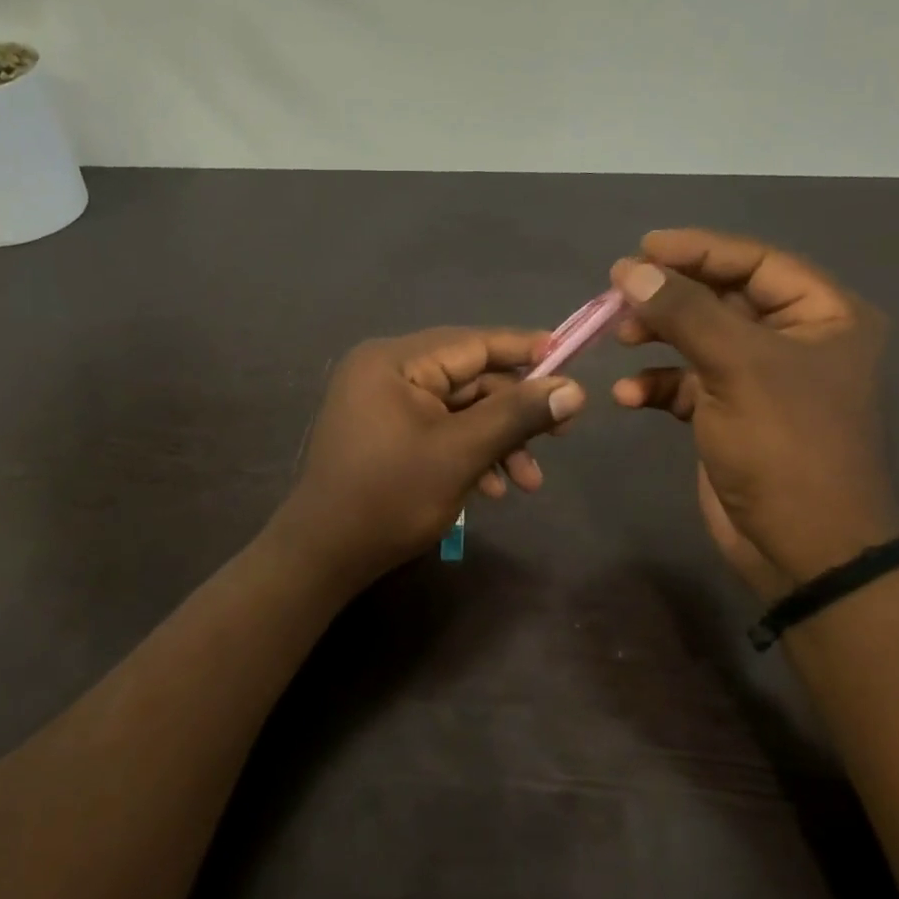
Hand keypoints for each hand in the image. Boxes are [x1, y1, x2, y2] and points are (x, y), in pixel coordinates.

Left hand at [276, 328, 586, 586]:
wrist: (323, 555)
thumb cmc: (390, 497)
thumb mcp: (460, 453)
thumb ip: (517, 415)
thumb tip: (575, 390)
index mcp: (395, 361)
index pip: (473, 343)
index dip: (526, 350)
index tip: (571, 359)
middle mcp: (385, 371)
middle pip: (469, 379)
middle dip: (514, 415)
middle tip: (561, 438)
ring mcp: (382, 403)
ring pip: (458, 410)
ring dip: (496, 442)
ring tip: (527, 483)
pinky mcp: (384, 433)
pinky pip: (438, 430)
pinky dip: (468, 453)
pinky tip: (492, 488)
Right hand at [609, 229, 898, 595]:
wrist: (802, 547)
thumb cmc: (786, 446)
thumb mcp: (737, 367)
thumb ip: (684, 311)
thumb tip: (631, 269)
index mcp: (822, 315)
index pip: (754, 262)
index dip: (698, 250)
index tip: (641, 248)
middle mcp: (794, 340)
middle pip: (721, 298)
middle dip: (669, 297)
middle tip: (618, 297)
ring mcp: (759, 380)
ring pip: (698, 340)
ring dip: (657, 338)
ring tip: (620, 339)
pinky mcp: (729, 415)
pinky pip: (686, 385)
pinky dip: (656, 385)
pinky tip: (628, 396)